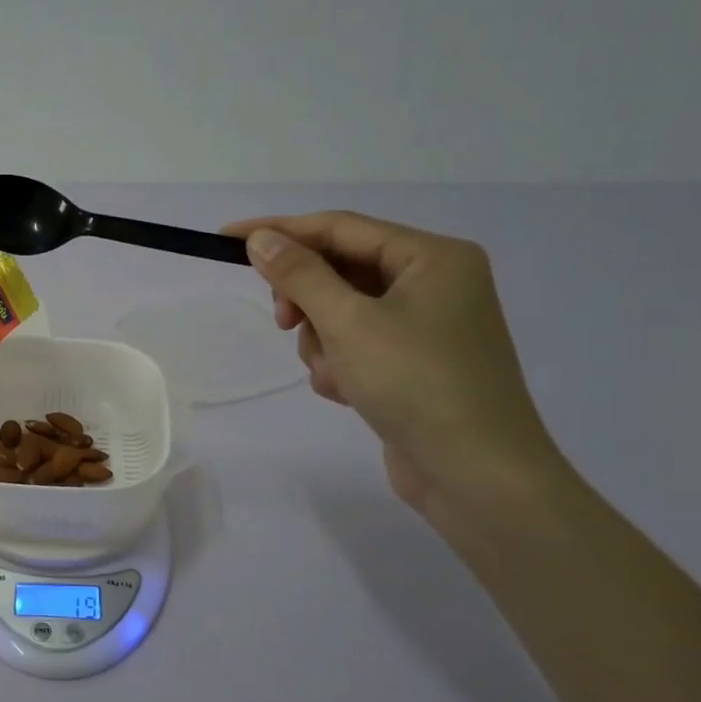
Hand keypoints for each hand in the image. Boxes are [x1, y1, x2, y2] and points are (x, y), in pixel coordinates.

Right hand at [223, 211, 565, 519]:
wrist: (475, 474)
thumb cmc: (416, 383)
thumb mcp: (349, 323)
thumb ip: (300, 276)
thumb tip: (259, 239)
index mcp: (431, 257)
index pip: (340, 228)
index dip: (281, 231)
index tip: (226, 239)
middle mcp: (432, 283)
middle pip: (340, 272)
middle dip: (308, 301)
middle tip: (283, 324)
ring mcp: (423, 326)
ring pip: (340, 314)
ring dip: (323, 343)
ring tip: (337, 375)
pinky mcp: (410, 365)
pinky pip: (355, 346)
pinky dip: (340, 366)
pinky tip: (350, 393)